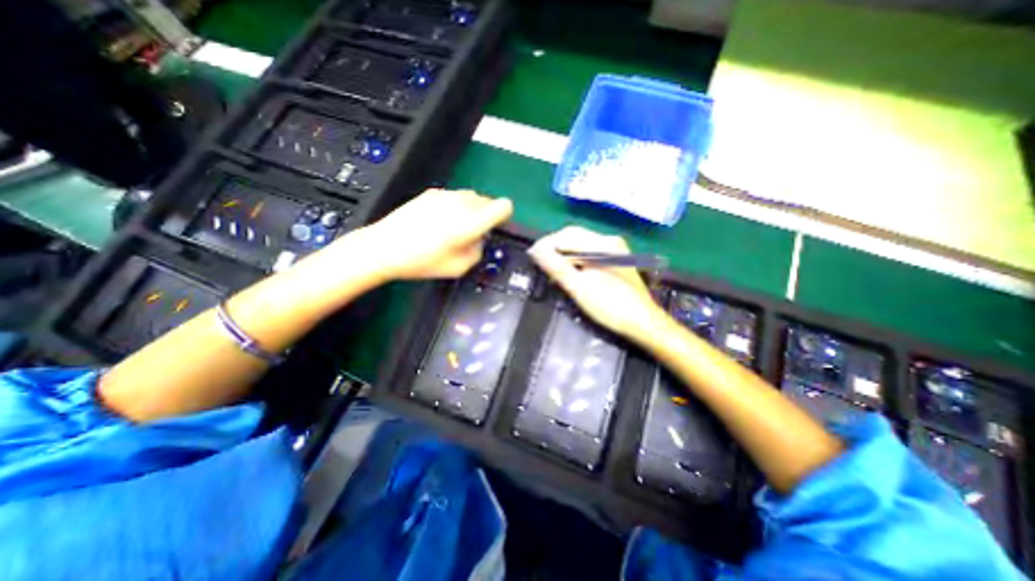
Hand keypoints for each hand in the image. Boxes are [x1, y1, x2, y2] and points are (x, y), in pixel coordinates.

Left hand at [347, 189, 512, 280]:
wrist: (385, 247)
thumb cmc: (422, 261)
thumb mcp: (459, 267)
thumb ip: (478, 251)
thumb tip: (480, 239)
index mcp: (470, 223)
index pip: (503, 207)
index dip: (504, 216)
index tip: (496, 226)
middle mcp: (461, 204)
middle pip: (488, 201)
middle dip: (486, 216)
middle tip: (473, 234)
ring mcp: (445, 195)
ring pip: (472, 197)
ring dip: (472, 211)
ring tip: (456, 228)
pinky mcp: (432, 193)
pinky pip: (455, 197)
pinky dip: (456, 207)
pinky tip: (440, 222)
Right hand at [528, 224, 666, 343]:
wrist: (644, 323)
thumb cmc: (611, 307)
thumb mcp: (578, 287)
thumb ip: (555, 266)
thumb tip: (534, 250)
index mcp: (602, 244)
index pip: (565, 235)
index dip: (546, 244)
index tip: (531, 257)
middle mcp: (609, 241)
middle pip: (574, 236)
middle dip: (554, 248)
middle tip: (539, 263)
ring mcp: (615, 250)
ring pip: (581, 245)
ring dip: (564, 254)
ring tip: (552, 269)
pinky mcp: (616, 260)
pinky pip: (590, 252)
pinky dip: (576, 260)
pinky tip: (570, 272)